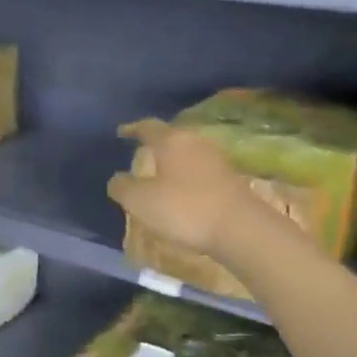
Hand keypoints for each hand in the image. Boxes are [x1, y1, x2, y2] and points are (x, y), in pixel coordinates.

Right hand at [108, 120, 261, 260]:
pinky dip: (188, 177)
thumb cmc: (183, 209)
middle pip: (171, 137)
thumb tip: (117, 179)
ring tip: (160, 174)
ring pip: (188, 153)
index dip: (132, 129)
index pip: (147, 127)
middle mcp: (195, 142)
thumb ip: (122, 187)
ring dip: (174, 161)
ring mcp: (217, 159)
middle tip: (141, 154)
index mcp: (171, 140)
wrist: (239, 229)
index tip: (121, 132)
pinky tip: (183, 191)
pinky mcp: (231, 179)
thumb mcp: (140, 201)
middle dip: (156, 144)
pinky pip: (201, 171)